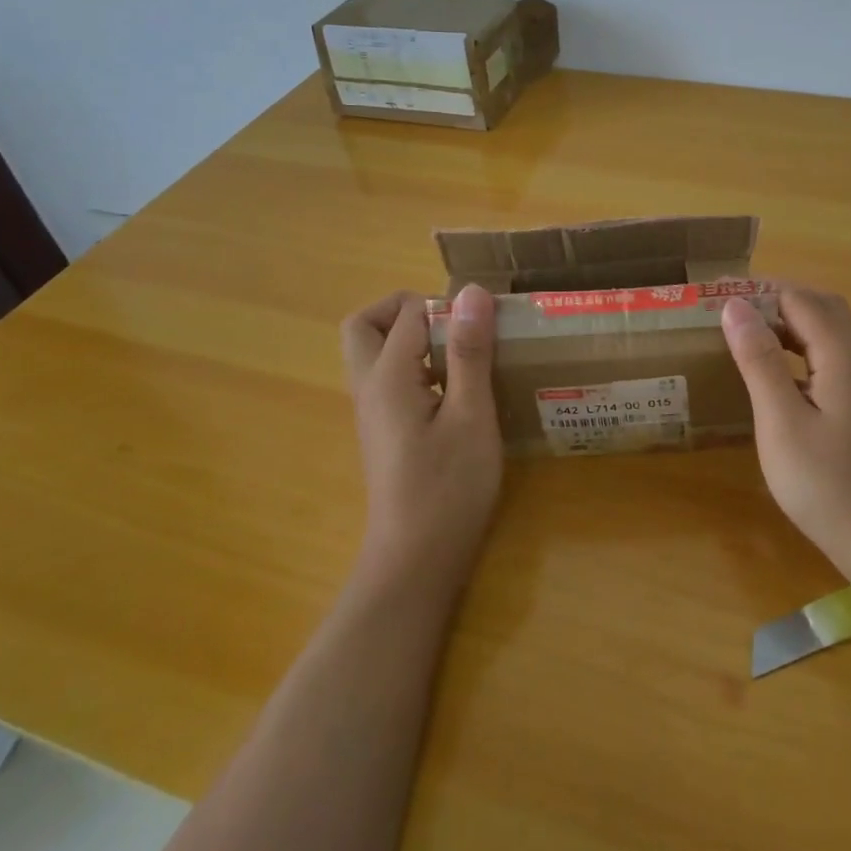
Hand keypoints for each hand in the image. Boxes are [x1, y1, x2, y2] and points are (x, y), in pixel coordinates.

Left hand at [340, 285, 503, 584]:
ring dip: (411, 340)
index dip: (447, 308)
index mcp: (388, 376)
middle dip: (406, 311)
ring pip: (375, 353)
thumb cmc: (449, 485)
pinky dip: (415, 368)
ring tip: (463, 357)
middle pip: (365, 325)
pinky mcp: (384, 431)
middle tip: (453, 327)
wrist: (417, 559)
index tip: (486, 326)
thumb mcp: (471, 414)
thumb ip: (469, 351)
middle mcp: (369, 387)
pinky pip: (389, 379)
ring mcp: (372, 411)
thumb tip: (471, 292)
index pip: (408, 312)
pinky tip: (456, 394)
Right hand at [722, 287, 850, 575]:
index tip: (719, 294)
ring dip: (790, 323)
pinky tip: (775, 375)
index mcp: (842, 358)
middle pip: (822, 308)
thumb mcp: (781, 421)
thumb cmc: (826, 484)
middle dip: (777, 299)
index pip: (802, 299)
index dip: (761, 290)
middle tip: (733, 310)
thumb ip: (760, 361)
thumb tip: (735, 306)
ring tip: (747, 334)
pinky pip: (830, 359)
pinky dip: (800, 350)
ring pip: (829, 334)